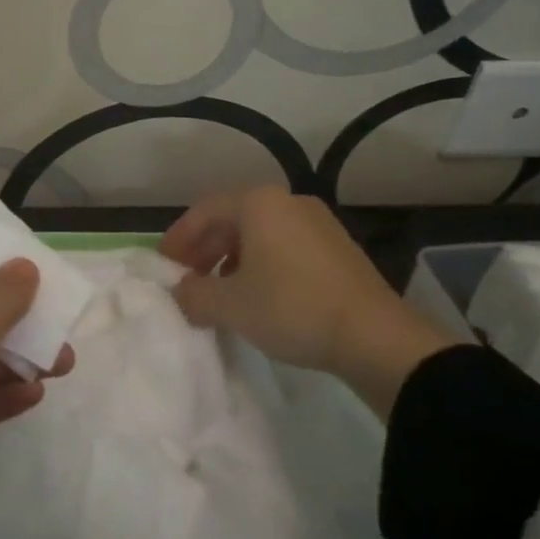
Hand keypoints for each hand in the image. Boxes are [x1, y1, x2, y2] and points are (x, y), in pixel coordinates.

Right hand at [161, 186, 453, 417]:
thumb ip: (193, 294)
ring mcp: (317, 223)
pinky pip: (284, 247)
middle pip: (232, 219)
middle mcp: (288, 202)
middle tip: (188, 279)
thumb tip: (180, 291)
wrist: (375, 336)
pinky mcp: (336, 248)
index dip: (178, 238)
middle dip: (204, 249)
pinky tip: (257, 296)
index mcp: (259, 204)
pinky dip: (260, 265)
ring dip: (231, 259)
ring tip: (219, 291)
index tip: (164, 266)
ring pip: (259, 234)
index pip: (204, 211)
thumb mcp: (230, 305)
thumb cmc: (291, 308)